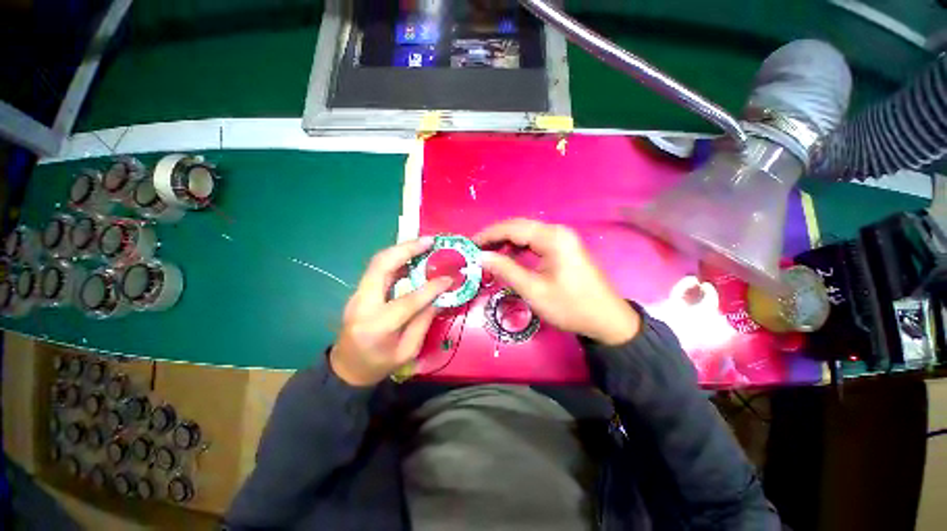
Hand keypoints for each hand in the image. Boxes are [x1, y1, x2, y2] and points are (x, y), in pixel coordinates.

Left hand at [329, 238, 452, 386]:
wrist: (345, 368)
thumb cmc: (378, 365)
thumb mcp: (407, 350)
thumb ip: (424, 321)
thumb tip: (440, 297)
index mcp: (377, 326)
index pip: (408, 300)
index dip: (431, 288)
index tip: (449, 278)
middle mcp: (363, 304)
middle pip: (382, 265)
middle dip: (407, 249)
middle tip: (431, 241)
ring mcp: (357, 294)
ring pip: (378, 262)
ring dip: (402, 249)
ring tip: (424, 244)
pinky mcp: (359, 291)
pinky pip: (378, 268)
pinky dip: (396, 258)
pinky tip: (412, 256)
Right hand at [475, 219, 640, 344]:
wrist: (607, 320)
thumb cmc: (570, 306)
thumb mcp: (533, 290)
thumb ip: (506, 269)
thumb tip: (481, 256)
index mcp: (552, 238)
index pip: (513, 228)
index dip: (489, 235)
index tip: (470, 245)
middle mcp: (558, 232)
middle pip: (519, 227)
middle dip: (496, 237)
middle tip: (476, 250)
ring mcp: (563, 239)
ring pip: (527, 234)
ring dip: (507, 242)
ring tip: (489, 254)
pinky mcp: (564, 248)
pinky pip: (536, 242)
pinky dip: (519, 248)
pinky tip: (510, 258)